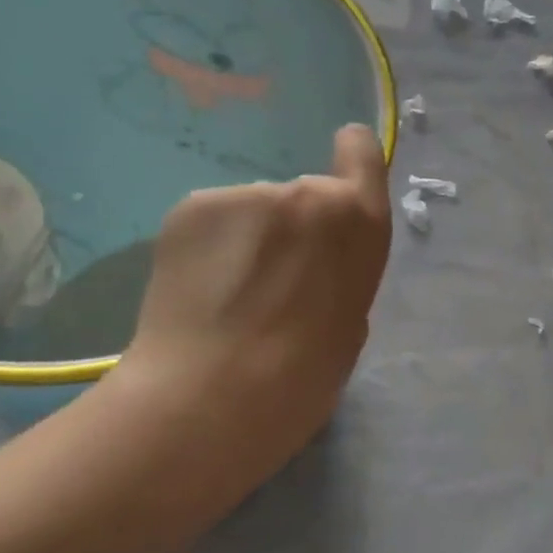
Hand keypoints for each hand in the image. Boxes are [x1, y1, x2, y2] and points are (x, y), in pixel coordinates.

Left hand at [98, 124, 390, 552]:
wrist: (212, 399)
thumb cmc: (304, 379)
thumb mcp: (351, 322)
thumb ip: (343, 272)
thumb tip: (316, 264)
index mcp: (359, 223)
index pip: (361, 153)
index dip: (351, 156)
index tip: (339, 170)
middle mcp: (306, 193)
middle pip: (302, 196)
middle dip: (291, 228)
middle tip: (270, 284)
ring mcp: (244, 195)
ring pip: (252, 213)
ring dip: (246, 241)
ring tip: (226, 298)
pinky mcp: (190, 206)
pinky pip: (211, 222)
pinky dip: (207, 248)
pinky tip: (197, 292)